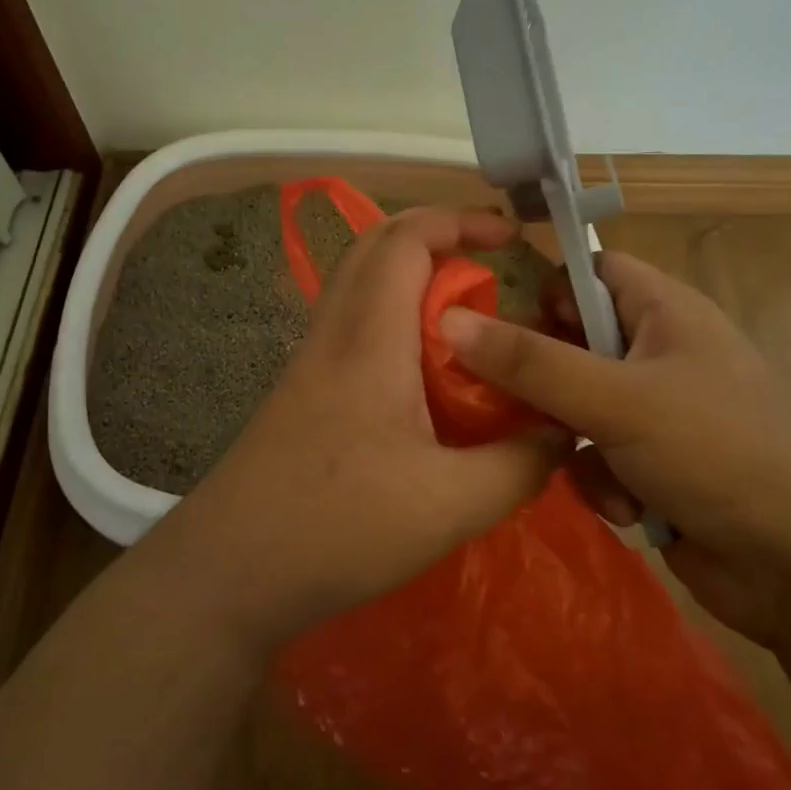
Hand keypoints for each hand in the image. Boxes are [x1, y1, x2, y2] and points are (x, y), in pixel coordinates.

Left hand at [146, 207, 569, 654]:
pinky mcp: (301, 391)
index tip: (509, 235)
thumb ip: (519, 464)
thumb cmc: (339, 526)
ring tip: (464, 315)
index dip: (458, 221)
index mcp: (369, 338)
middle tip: (487, 262)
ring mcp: (309, 360)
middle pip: (374, 246)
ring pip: (358, 284)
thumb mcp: (451, 505)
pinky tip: (422, 370)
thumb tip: (562, 430)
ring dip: (410, 276)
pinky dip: (392, 317)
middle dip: (434, 235)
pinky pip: (351, 324)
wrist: (228, 569)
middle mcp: (334, 332)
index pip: (405, 240)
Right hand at [439, 251, 790, 643]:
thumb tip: (449, 320)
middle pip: (570, 344)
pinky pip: (596, 460)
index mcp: (663, 312)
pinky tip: (627, 510)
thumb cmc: (722, 451)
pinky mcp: (653, 470)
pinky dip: (601, 483)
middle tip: (498, 399)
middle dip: (540, 379)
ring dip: (570, 441)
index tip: (485, 316)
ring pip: (574, 409)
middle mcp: (657, 355)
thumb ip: (531, 362)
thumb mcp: (618, 398)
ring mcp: (656, 416)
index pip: (588, 271)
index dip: (540, 286)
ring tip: (585, 466)